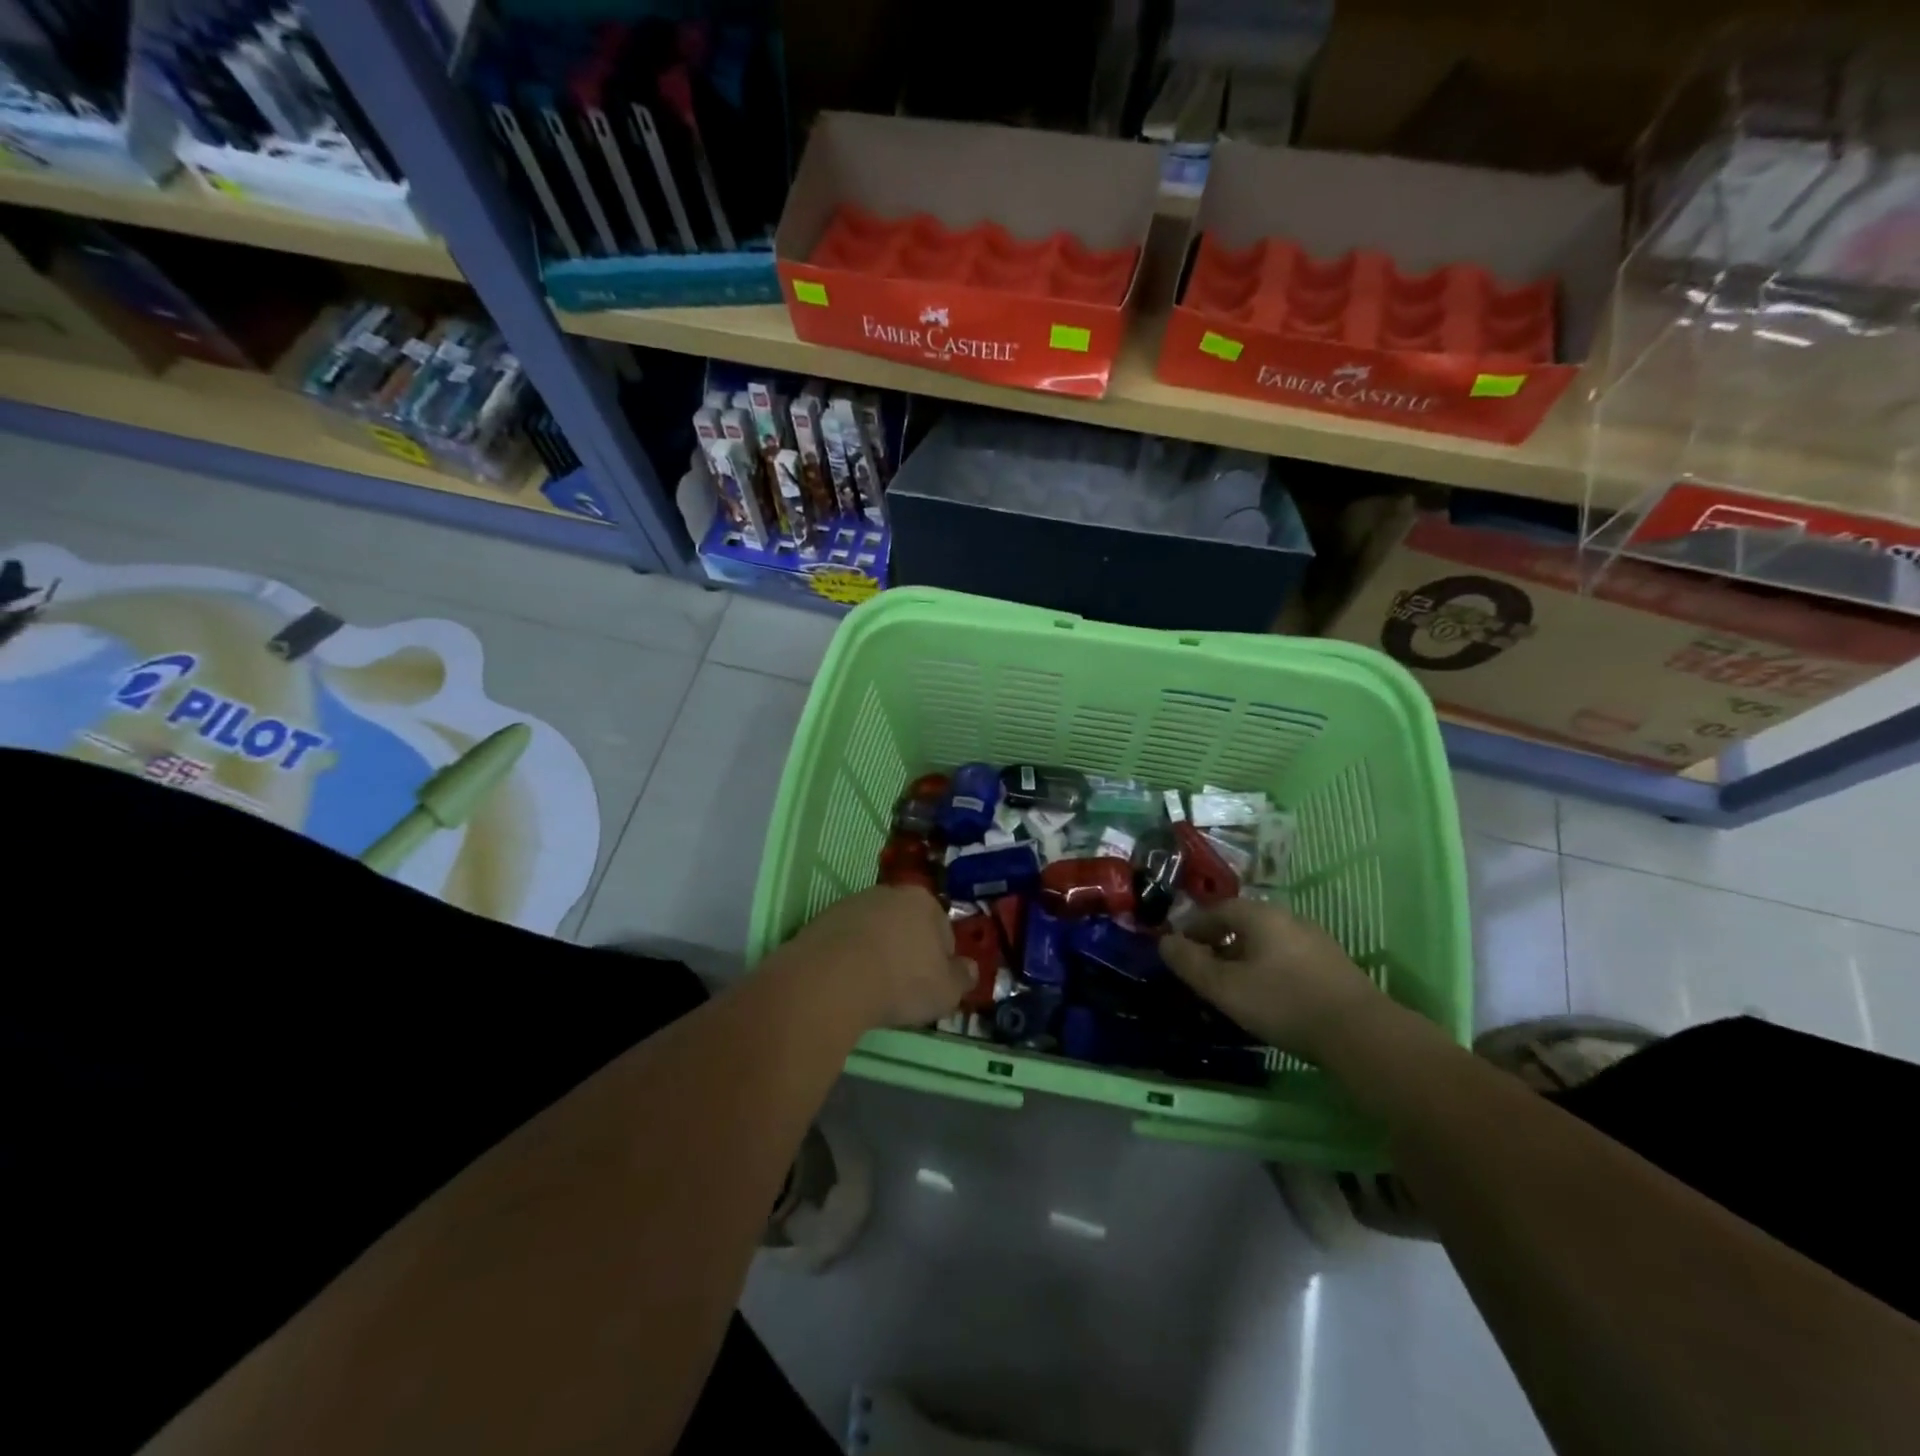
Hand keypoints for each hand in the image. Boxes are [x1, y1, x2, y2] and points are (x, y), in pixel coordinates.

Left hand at [780, 885, 973, 1028]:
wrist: (832, 980)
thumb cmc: (901, 982)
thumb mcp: (947, 991)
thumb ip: (963, 977)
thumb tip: (970, 969)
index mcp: (923, 902)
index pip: (943, 930)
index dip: (941, 961)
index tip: (932, 985)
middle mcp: (888, 893)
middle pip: (906, 925)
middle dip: (907, 951)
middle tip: (903, 988)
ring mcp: (851, 904)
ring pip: (874, 932)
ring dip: (876, 953)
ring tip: (871, 989)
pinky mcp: (821, 921)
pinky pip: (845, 942)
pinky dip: (849, 959)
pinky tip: (846, 985)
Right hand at [1160, 898, 1390, 1058]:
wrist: (1362, 1034)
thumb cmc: (1283, 1003)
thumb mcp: (1225, 987)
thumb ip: (1190, 963)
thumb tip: (1165, 942)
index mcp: (1260, 915)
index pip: (1217, 910)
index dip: (1194, 928)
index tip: (1180, 951)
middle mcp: (1288, 917)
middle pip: (1243, 923)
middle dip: (1219, 943)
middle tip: (1204, 970)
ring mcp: (1316, 940)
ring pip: (1267, 941)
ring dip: (1245, 957)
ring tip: (1234, 986)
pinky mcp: (1334, 965)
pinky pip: (1288, 957)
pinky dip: (1269, 968)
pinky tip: (1270, 996)